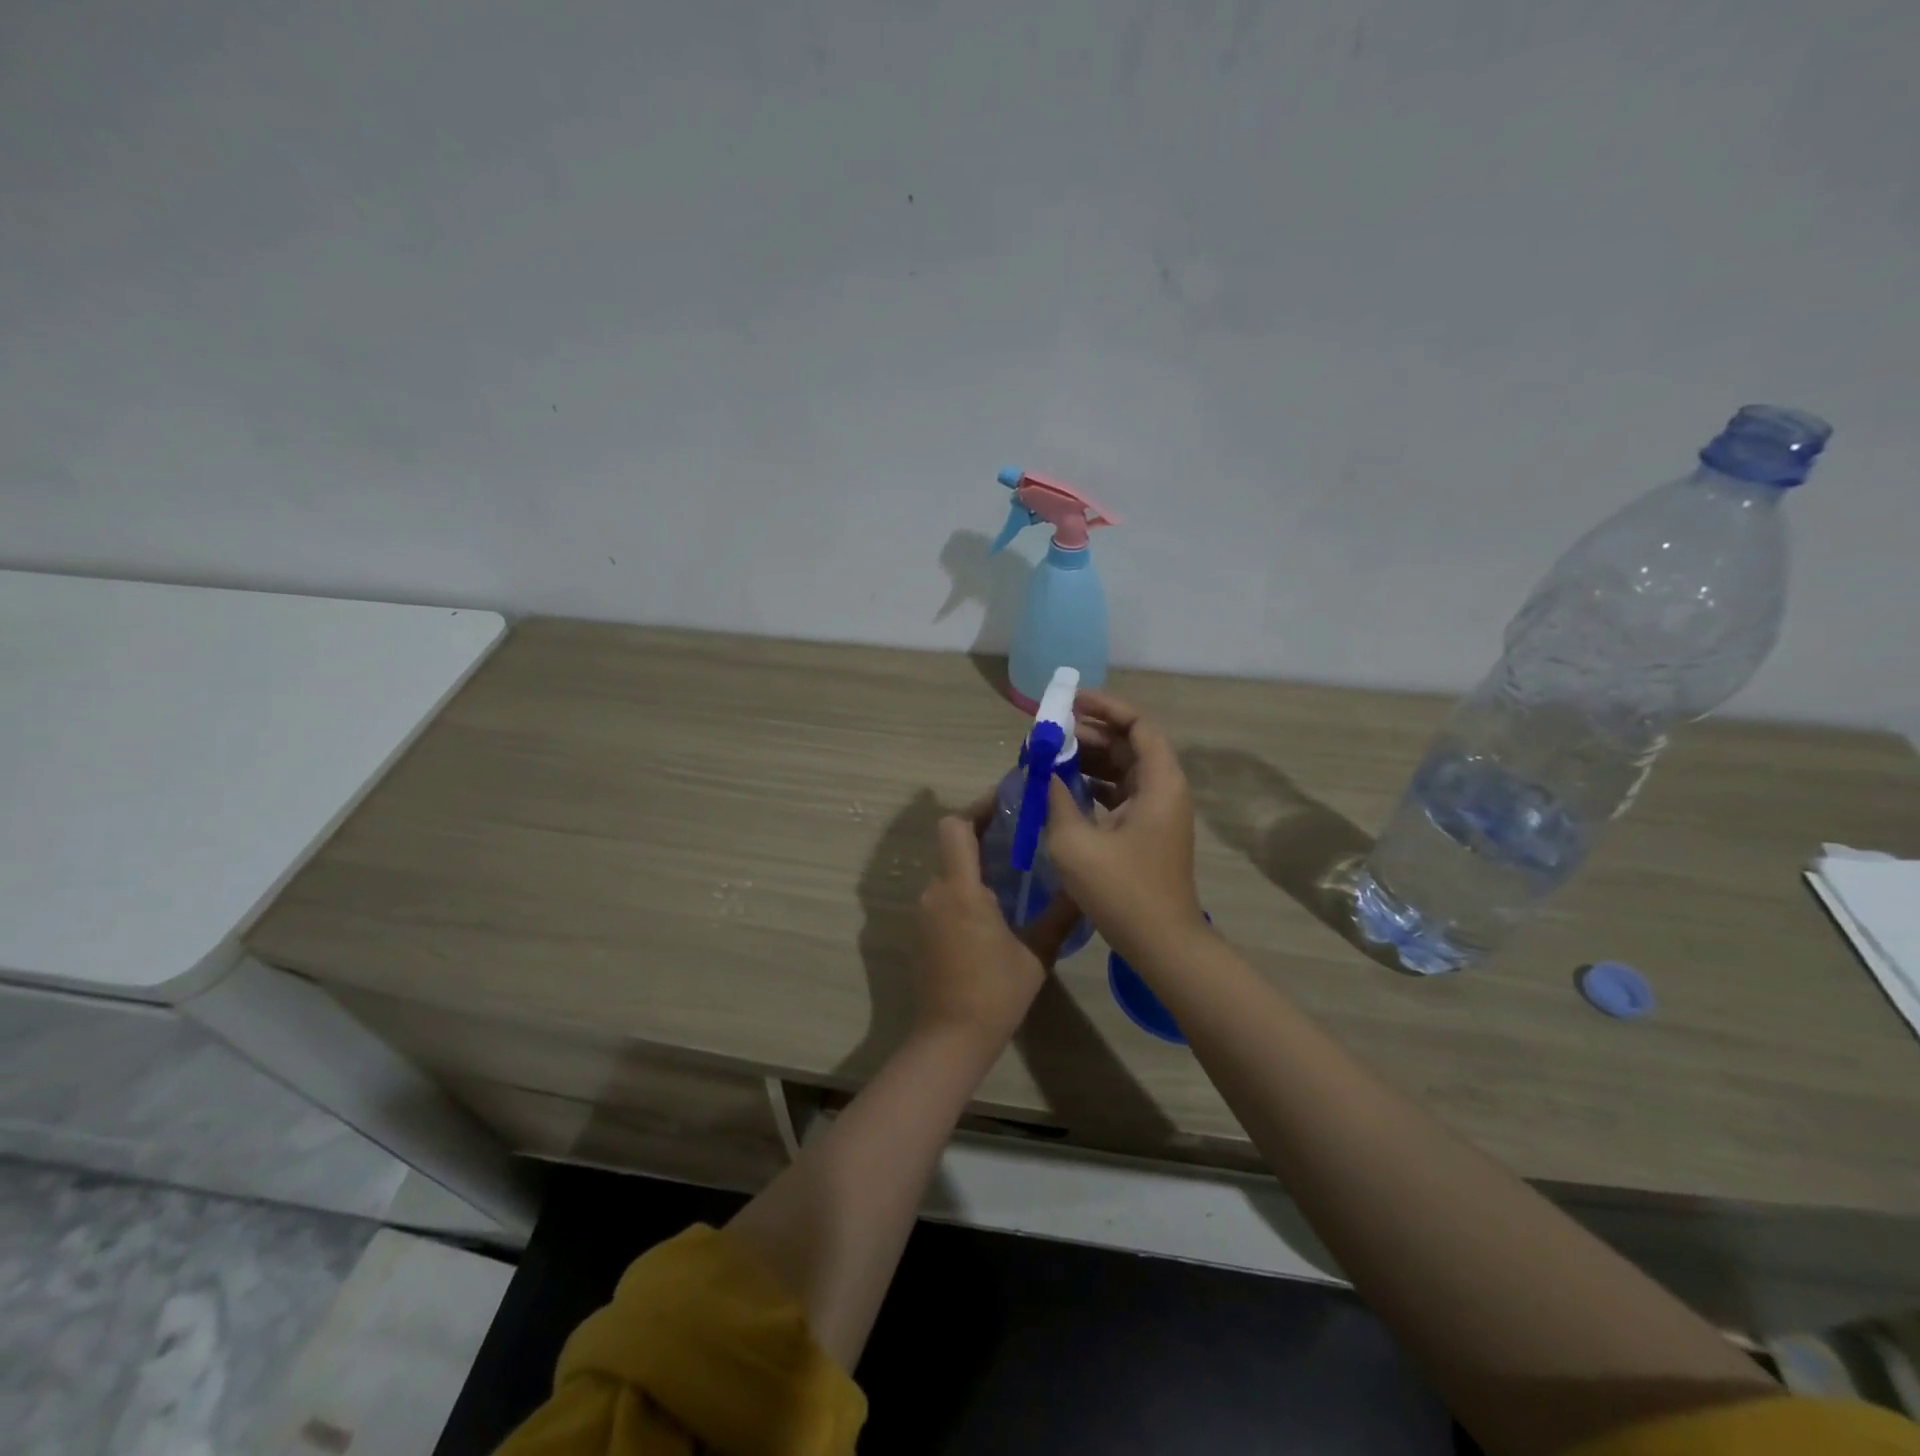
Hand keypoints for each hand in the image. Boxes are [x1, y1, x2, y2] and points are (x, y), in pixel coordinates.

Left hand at [915, 813, 1081, 1054]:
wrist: (950, 1039)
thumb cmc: (995, 993)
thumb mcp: (1036, 953)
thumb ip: (1059, 914)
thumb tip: (1083, 886)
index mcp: (960, 890)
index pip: (955, 827)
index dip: (977, 808)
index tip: (1007, 801)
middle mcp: (935, 893)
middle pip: (950, 844)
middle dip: (981, 831)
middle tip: (1020, 830)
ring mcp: (924, 913)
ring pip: (947, 869)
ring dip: (973, 860)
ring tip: (1013, 864)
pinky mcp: (922, 931)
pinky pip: (943, 893)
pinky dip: (964, 885)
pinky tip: (994, 901)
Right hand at [1045, 691, 1206, 956]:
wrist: (1162, 944)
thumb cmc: (1122, 891)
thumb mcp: (1075, 842)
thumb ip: (1056, 798)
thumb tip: (1043, 770)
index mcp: (1159, 783)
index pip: (1138, 724)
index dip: (1105, 706)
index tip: (1069, 702)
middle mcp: (1164, 789)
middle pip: (1129, 744)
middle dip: (1089, 733)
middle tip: (1049, 733)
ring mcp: (1157, 812)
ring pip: (1123, 769)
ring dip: (1089, 760)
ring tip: (1049, 757)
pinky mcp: (1147, 831)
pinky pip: (1120, 793)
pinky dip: (1093, 785)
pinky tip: (1062, 789)